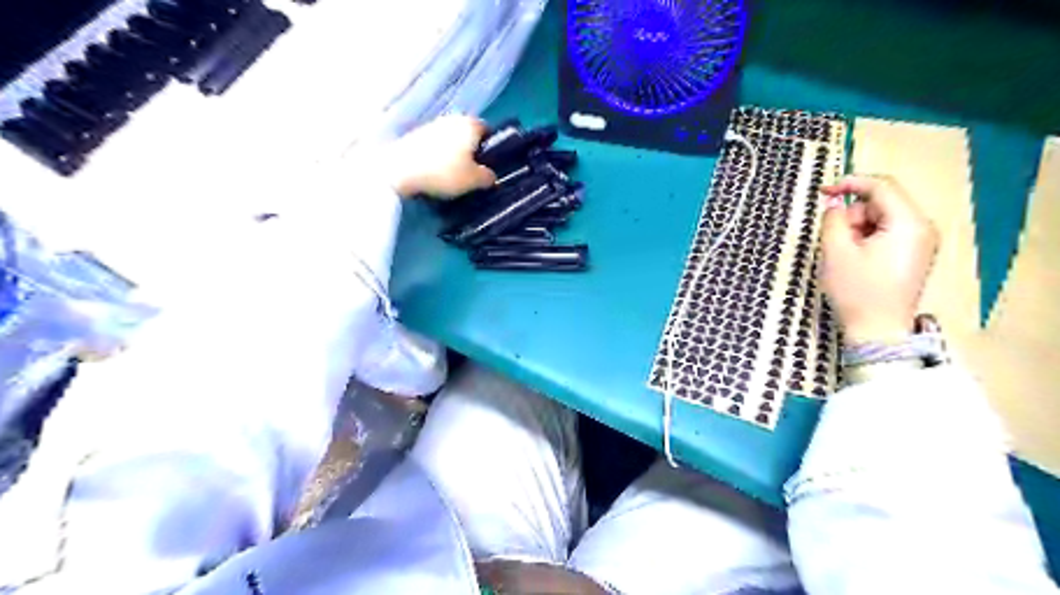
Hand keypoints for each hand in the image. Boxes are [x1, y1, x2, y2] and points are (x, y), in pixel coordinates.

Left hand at [382, 114, 497, 196]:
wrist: (399, 171)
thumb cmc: (444, 172)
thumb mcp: (474, 180)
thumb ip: (488, 177)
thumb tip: (490, 176)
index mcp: (470, 124)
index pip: (488, 131)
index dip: (490, 148)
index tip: (488, 165)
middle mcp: (452, 118)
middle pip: (468, 135)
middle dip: (471, 151)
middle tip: (471, 173)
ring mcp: (431, 125)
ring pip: (451, 140)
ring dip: (453, 154)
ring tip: (452, 176)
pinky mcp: (415, 135)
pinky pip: (435, 146)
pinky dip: (438, 157)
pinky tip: (435, 173)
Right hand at [818, 174, 933, 346]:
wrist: (877, 332)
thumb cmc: (857, 291)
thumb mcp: (836, 252)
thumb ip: (833, 220)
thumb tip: (834, 203)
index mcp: (908, 223)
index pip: (881, 187)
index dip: (850, 184)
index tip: (823, 191)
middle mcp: (922, 227)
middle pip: (880, 203)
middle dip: (852, 216)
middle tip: (835, 242)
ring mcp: (921, 242)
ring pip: (881, 219)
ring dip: (857, 230)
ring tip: (845, 256)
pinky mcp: (913, 255)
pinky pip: (886, 233)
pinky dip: (866, 239)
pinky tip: (856, 260)